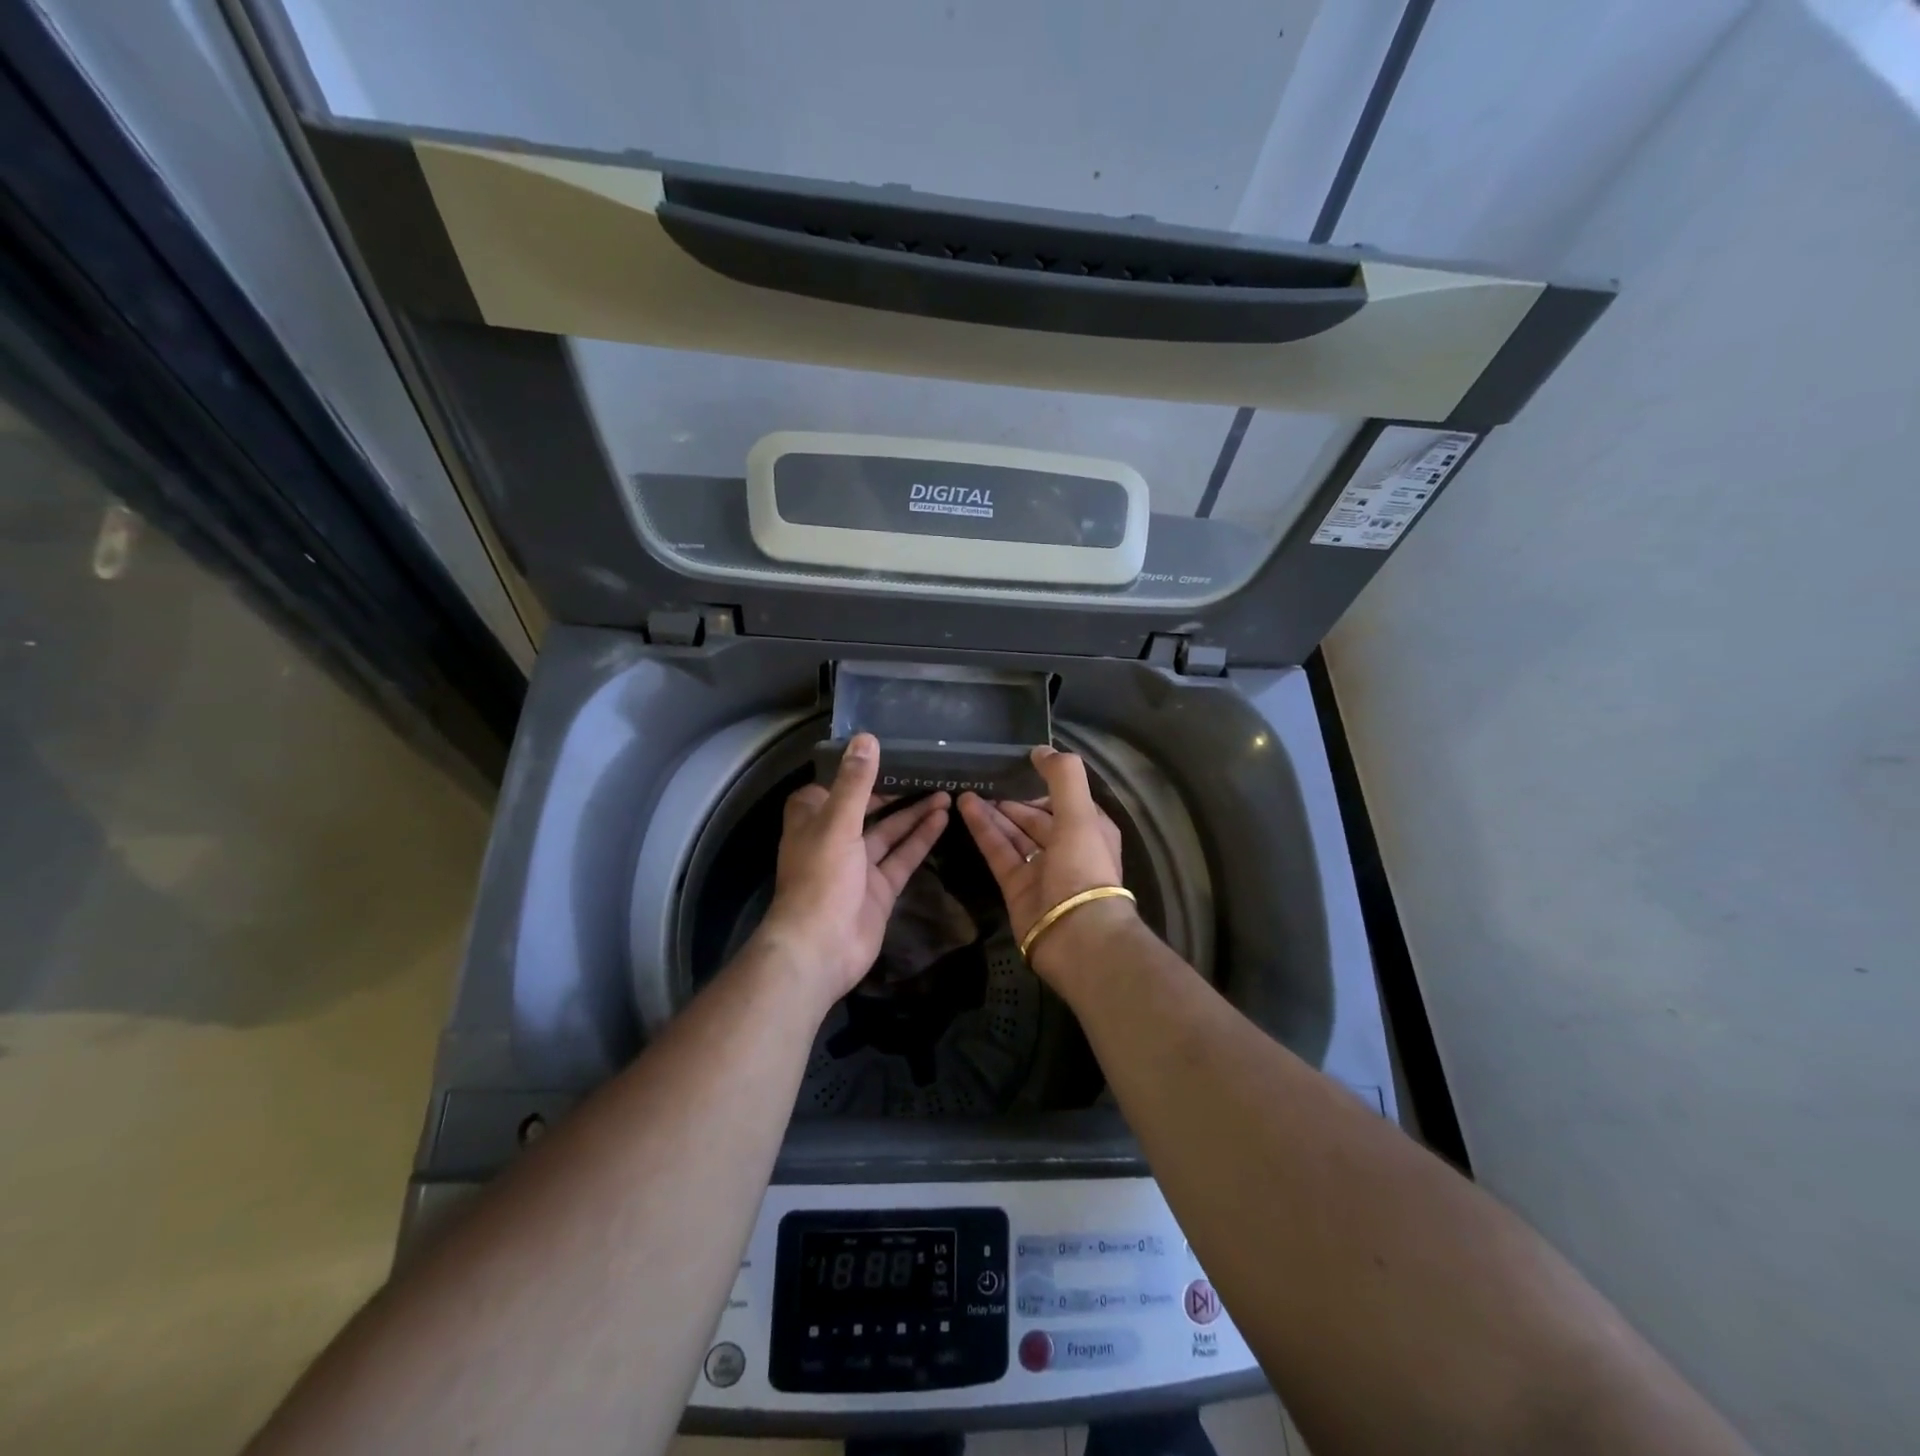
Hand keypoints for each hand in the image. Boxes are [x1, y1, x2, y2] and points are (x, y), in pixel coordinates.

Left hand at [754, 733, 950, 1010]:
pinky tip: (943, 819)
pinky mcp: (879, 888)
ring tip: (945, 791)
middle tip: (927, 770)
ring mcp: (858, 865)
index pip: (835, 785)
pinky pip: (903, 857)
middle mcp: (835, 838)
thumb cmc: (821, 878)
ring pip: (890, 832)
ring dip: (914, 813)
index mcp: (813, 819)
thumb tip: (866, 738)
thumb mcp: (838, 823)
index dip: (858, 769)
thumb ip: (855, 782)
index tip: (886, 751)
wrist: (820, 949)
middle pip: (868, 807)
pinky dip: (921, 839)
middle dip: (895, 791)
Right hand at [957, 746, 1139, 987]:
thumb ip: (1063, 777)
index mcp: (1090, 830)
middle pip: (1036, 818)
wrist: (1076, 935)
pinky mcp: (1017, 888)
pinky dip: (984, 830)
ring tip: (967, 788)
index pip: (1065, 801)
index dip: (1044, 784)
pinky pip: (999, 852)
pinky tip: (965, 807)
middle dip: (1013, 800)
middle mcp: (1067, 849)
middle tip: (985, 779)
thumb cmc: (1083, 867)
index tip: (1018, 767)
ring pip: (1014, 834)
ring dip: (994, 812)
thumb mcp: (1080, 814)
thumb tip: (1041, 749)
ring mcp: (1041, 870)